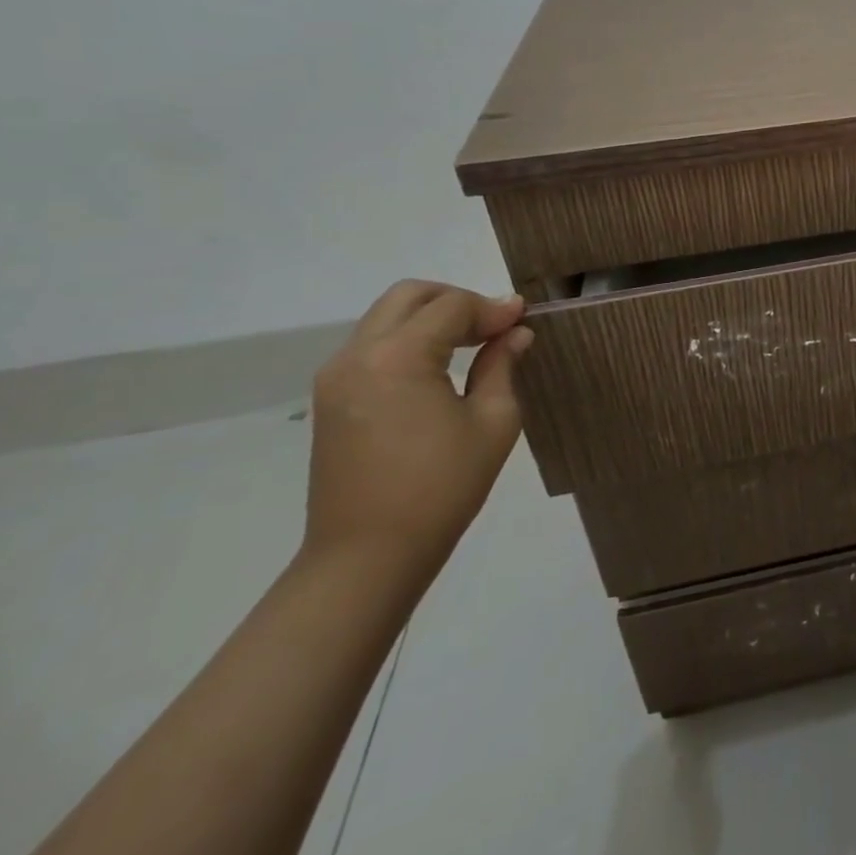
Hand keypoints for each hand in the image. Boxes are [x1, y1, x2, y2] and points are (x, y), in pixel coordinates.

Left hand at [304, 281, 532, 580]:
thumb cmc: (441, 489)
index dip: (493, 308)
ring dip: (432, 318)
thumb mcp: (493, 422)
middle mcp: (357, 356)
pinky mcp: (331, 399)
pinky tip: (440, 366)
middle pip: (410, 296)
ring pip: (387, 316)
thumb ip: (501, 366)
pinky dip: (409, 339)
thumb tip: (515, 333)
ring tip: (473, 344)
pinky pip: (373, 345)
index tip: (524, 320)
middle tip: (494, 326)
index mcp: (397, 358)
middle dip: (457, 299)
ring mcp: (337, 377)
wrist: (366, 558)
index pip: (451, 307)